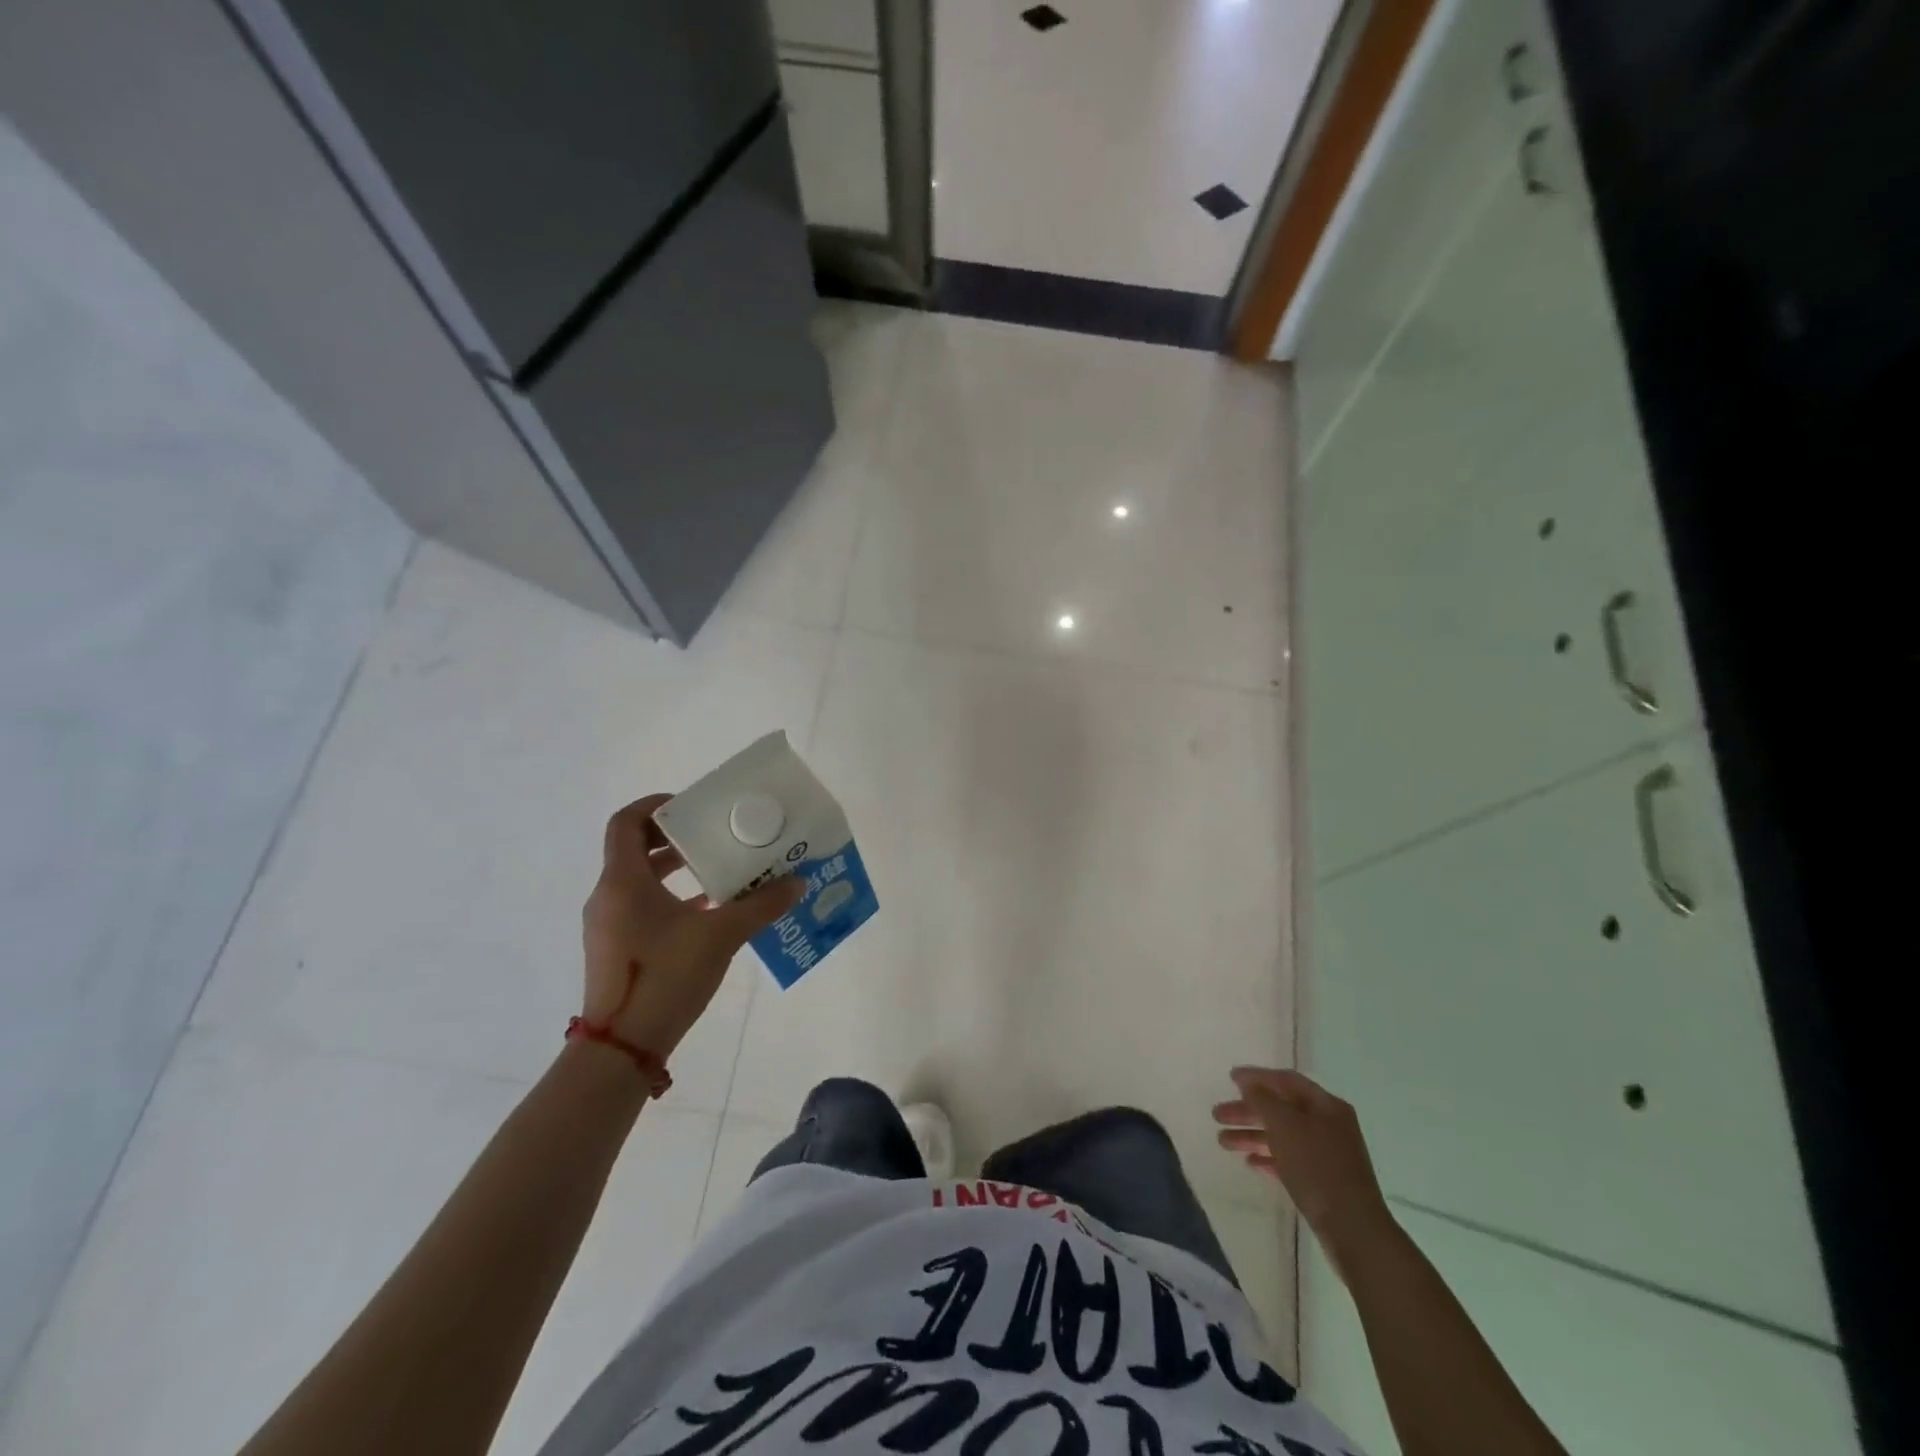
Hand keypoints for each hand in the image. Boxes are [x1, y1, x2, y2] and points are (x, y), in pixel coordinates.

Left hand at [581, 794, 802, 1062]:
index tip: (692, 807)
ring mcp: (608, 925)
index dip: (656, 805)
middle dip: (676, 838)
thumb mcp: (721, 936)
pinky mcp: (615, 950)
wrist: (621, 1049)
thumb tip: (798, 883)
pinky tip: (709, 912)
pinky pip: (642, 907)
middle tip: (715, 836)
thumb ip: (761, 906)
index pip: (626, 822)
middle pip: (634, 849)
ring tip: (719, 871)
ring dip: (676, 870)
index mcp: (623, 881)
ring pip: (640, 880)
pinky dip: (672, 899)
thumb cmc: (665, 977)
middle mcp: (609, 896)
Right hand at [1214, 1067, 1397, 1267]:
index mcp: (1326, 1105)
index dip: (1257, 1077)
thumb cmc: (1317, 1167)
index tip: (1229, 1078)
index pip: (1286, 1080)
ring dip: (1252, 1136)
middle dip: (1248, 1111)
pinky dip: (1269, 1158)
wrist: (1353, 1229)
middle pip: (1281, 1109)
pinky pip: (1290, 1160)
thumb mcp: (1285, 1125)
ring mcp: (1327, 1155)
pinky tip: (1251, 1163)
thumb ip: (1262, 1099)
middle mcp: (1328, 1125)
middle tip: (1217, 1115)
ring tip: (1223, 1142)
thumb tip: (1247, 1081)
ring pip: (1283, 1136)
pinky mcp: (1323, 1181)